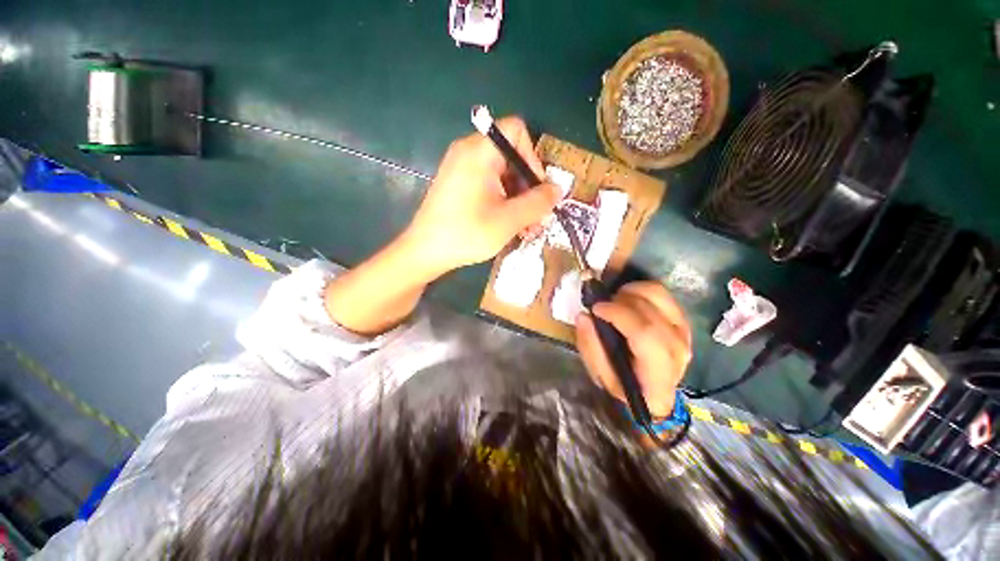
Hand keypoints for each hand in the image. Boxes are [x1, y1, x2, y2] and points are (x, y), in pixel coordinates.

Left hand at [400, 117, 560, 276]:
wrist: (425, 252)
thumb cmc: (467, 233)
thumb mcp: (509, 220)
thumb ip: (538, 202)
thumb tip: (557, 189)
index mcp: (479, 151)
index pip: (516, 131)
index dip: (532, 158)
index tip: (536, 190)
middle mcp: (468, 152)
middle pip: (511, 156)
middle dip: (527, 187)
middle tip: (535, 218)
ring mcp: (461, 168)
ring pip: (501, 174)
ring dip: (517, 199)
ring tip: (524, 228)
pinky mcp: (458, 184)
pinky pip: (488, 184)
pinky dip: (502, 201)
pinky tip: (508, 226)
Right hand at [576, 282, 691, 417]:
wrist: (652, 389)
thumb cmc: (622, 384)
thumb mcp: (599, 374)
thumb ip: (590, 346)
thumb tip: (584, 316)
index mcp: (658, 374)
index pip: (645, 334)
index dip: (619, 315)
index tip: (596, 308)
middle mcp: (677, 350)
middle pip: (650, 311)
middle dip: (619, 301)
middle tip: (601, 305)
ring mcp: (683, 332)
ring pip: (658, 295)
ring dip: (630, 291)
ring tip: (614, 301)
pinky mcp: (681, 319)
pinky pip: (661, 293)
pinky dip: (639, 289)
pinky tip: (627, 299)